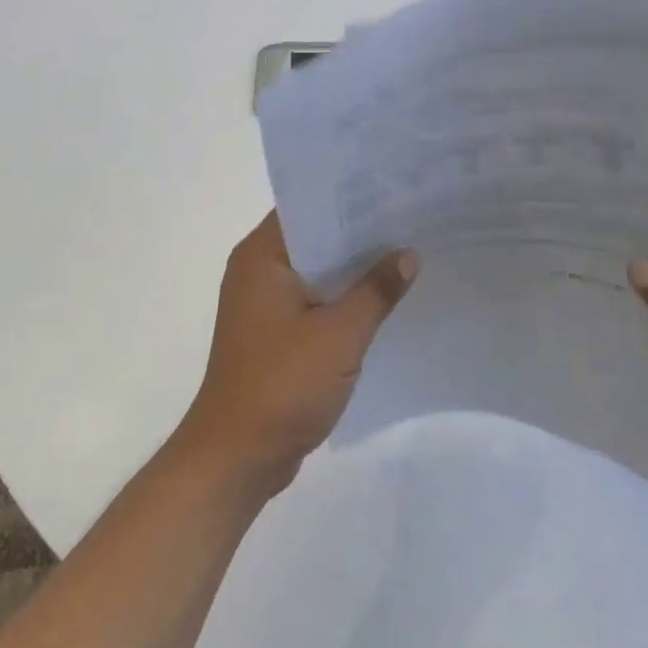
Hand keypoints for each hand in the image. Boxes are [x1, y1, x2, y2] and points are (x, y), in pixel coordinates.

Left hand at [173, 213, 417, 499]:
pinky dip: (343, 299)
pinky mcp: (275, 334)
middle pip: (315, 238)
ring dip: (354, 269)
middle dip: (360, 233)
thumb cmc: (282, 385)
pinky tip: (384, 299)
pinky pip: (315, 302)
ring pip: (317, 272)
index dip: (349, 197)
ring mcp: (264, 305)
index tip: (392, 189)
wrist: (237, 458)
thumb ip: (376, 290)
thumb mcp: (339, 335)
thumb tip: (408, 253)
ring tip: (407, 251)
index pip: (307, 207)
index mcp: (261, 257)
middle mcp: (258, 271)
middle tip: (411, 218)